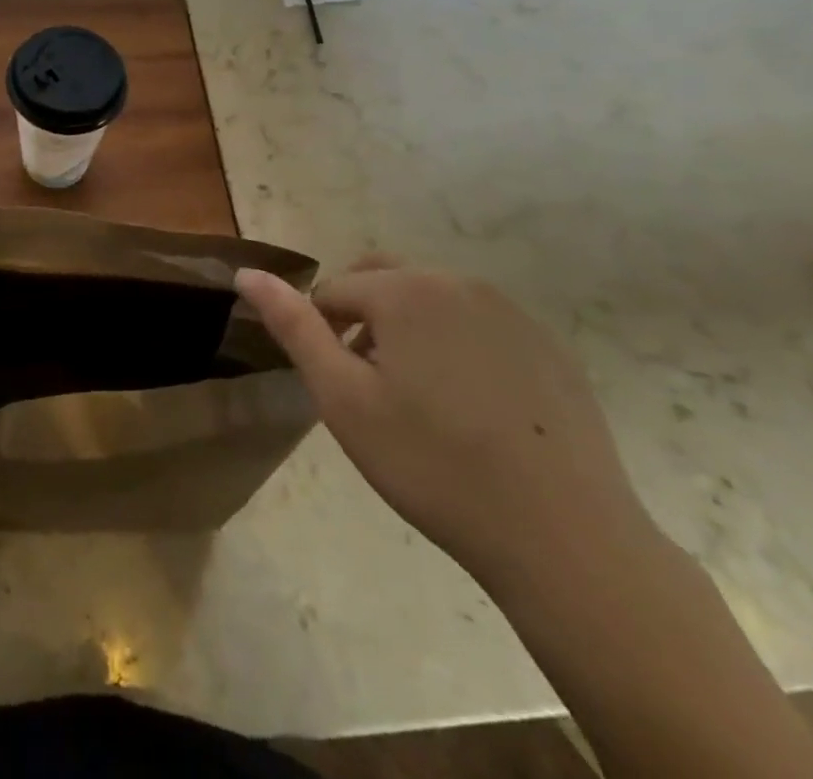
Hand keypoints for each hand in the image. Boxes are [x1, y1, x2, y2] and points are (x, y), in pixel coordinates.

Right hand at [236, 258, 652, 592]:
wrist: (566, 539)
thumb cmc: (434, 465)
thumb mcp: (343, 399)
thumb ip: (292, 327)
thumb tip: (246, 273)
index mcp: (405, 289)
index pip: (334, 290)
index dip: (322, 335)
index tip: (340, 389)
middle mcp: (458, 282)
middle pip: (383, 279)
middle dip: (362, 317)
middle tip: (368, 386)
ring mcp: (511, 312)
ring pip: (431, 300)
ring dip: (408, 330)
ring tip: (419, 402)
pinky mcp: (548, 345)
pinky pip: (479, 325)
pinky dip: (457, 347)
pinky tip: (473, 411)